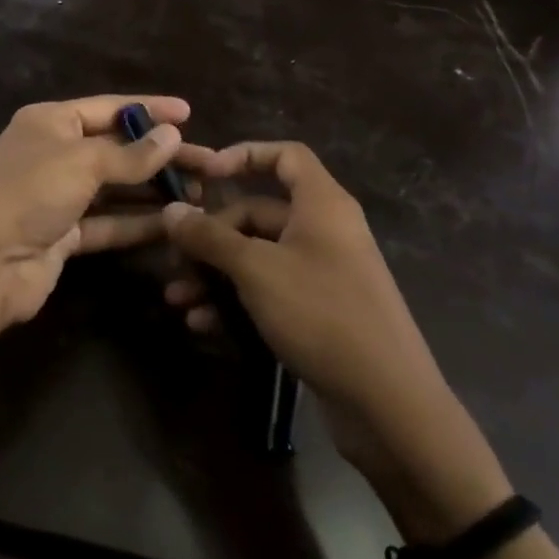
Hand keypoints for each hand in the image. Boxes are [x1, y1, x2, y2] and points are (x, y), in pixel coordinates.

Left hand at [0, 95, 188, 327]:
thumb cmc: (28, 194)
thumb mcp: (81, 163)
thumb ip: (130, 154)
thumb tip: (172, 135)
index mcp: (49, 122)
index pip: (108, 108)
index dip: (149, 109)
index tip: (190, 113)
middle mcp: (53, 154)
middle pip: (117, 149)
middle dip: (160, 156)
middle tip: (210, 164)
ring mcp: (58, 197)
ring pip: (116, 188)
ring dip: (154, 191)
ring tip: (200, 194)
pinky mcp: (64, 235)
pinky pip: (108, 223)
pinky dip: (138, 223)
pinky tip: (174, 224)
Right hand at [162, 141, 511, 543]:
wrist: (388, 404)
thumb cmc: (322, 314)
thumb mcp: (256, 270)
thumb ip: (210, 237)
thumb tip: (171, 211)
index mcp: (322, 205)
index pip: (285, 156)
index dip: (244, 155)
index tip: (204, 174)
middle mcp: (323, 232)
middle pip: (257, 213)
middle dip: (211, 236)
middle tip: (174, 259)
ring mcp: (321, 274)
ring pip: (256, 258)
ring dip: (214, 275)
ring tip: (178, 299)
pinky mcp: (316, 312)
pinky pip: (267, 292)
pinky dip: (234, 302)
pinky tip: (203, 324)